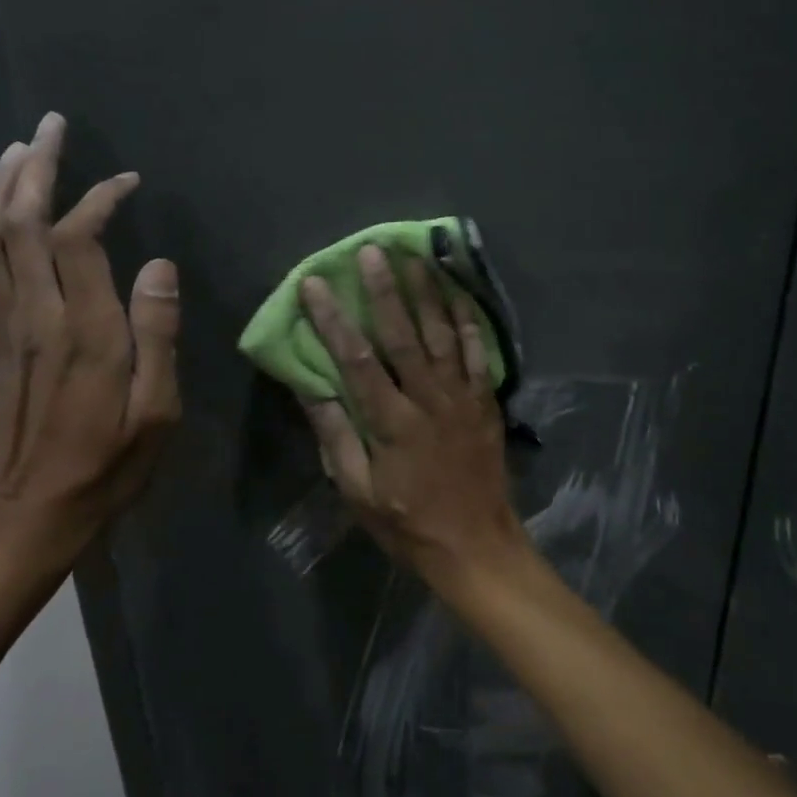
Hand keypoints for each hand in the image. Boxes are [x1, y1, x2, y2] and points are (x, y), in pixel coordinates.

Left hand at [0, 112, 180, 566]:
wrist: (30, 516)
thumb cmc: (108, 467)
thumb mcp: (158, 411)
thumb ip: (158, 335)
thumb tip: (160, 266)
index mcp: (83, 331)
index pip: (77, 238)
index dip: (98, 199)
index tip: (126, 181)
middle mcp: (35, 318)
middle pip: (17, 224)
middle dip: (33, 169)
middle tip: (50, 127)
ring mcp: (3, 331)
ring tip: (14, 155)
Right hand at [298, 245, 523, 583]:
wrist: (476, 546)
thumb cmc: (407, 522)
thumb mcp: (357, 492)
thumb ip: (335, 437)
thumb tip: (311, 387)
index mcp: (391, 423)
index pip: (356, 360)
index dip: (333, 320)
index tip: (315, 286)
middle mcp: (428, 400)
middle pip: (403, 335)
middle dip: (384, 290)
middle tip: (371, 250)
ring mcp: (462, 398)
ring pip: (443, 334)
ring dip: (427, 293)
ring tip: (414, 257)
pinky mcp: (485, 402)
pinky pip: (477, 352)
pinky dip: (468, 320)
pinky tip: (458, 292)